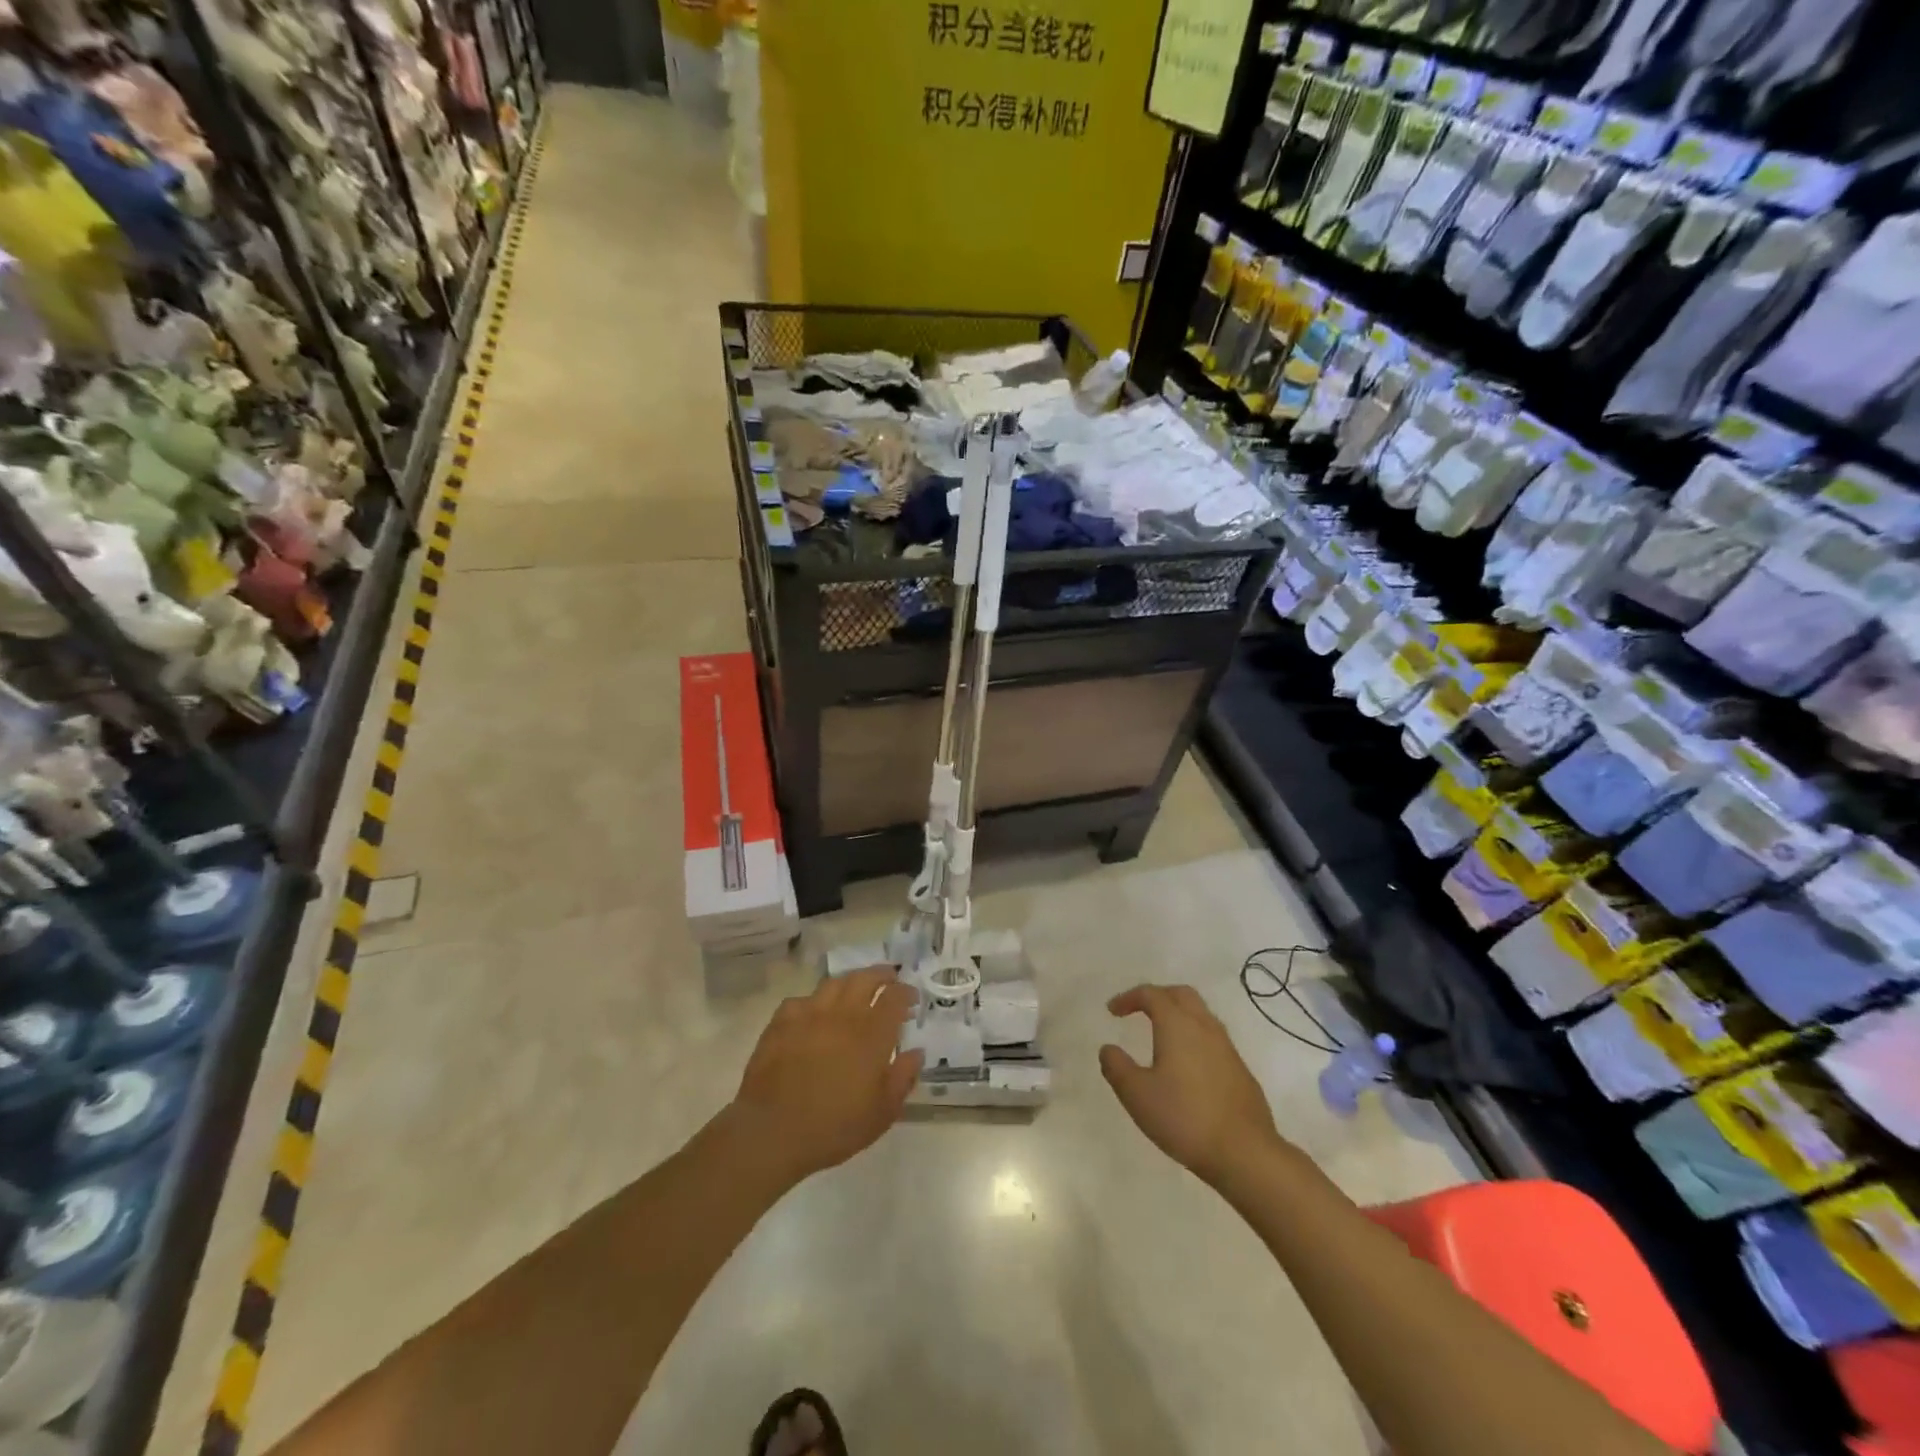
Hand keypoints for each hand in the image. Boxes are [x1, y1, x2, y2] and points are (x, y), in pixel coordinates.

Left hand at [727, 967, 922, 1185]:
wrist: (773, 1132)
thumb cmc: (834, 1127)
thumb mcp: (882, 1112)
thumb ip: (903, 1077)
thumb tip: (916, 1052)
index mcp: (871, 1034)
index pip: (894, 998)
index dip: (906, 992)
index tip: (912, 998)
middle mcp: (843, 1015)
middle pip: (865, 979)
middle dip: (881, 974)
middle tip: (889, 978)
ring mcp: (810, 1014)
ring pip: (834, 983)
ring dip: (850, 981)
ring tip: (855, 989)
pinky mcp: (781, 1022)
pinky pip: (801, 1000)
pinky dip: (813, 1001)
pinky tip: (814, 1013)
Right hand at [1101, 984, 1283, 1187]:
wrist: (1245, 1152)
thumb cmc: (1184, 1117)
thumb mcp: (1137, 1094)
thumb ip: (1117, 1067)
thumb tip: (1108, 1049)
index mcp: (1177, 1025)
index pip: (1151, 994)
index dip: (1129, 997)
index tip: (1112, 1011)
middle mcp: (1204, 1027)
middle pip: (1181, 994)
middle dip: (1157, 996)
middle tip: (1139, 1010)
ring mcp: (1227, 1048)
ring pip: (1201, 1015)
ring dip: (1178, 1015)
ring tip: (1161, 1035)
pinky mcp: (1240, 1070)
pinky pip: (1213, 1038)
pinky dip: (1194, 1037)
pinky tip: (1186, 1066)